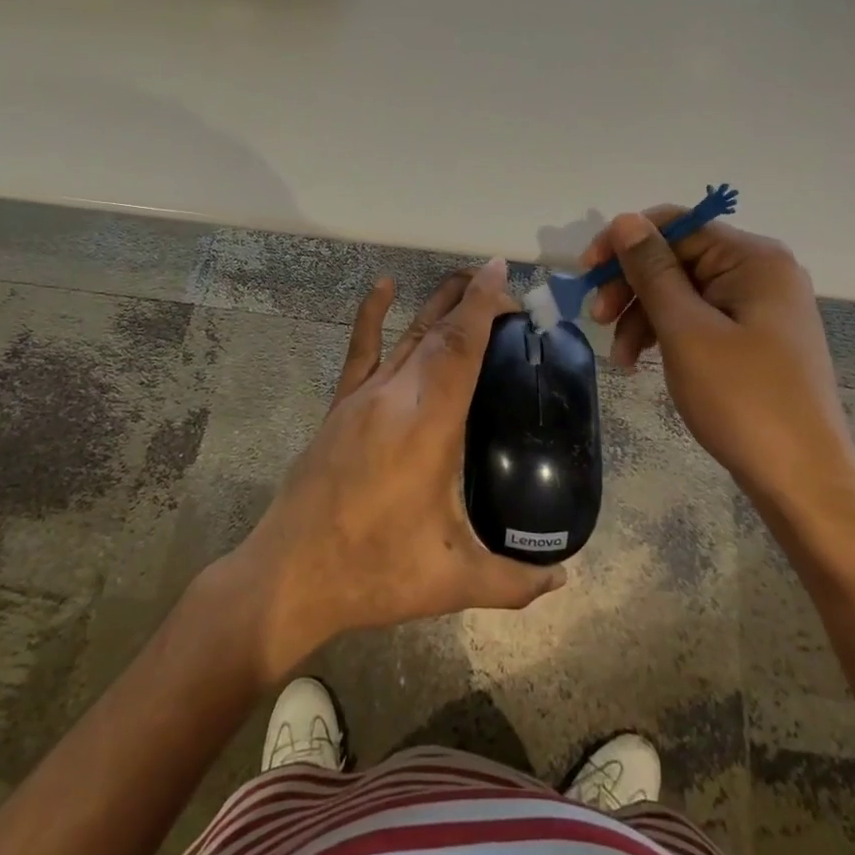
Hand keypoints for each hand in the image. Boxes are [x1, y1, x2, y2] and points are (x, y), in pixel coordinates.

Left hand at [227, 258, 565, 676]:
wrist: (290, 577)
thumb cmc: (374, 573)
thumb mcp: (452, 582)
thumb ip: (514, 581)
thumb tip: (564, 579)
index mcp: (428, 425)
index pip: (461, 347)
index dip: (483, 305)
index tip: (501, 272)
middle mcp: (396, 396)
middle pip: (439, 332)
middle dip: (472, 301)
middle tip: (506, 293)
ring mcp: (363, 398)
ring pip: (407, 335)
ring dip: (438, 304)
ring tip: (466, 281)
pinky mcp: (340, 407)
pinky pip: (360, 350)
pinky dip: (371, 314)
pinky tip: (382, 287)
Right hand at [578, 210, 854, 500]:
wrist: (802, 481)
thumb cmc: (743, 400)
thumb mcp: (686, 330)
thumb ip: (652, 270)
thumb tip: (624, 220)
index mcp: (753, 259)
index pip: (676, 225)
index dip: (624, 243)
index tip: (586, 275)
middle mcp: (760, 272)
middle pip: (677, 258)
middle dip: (632, 286)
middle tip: (596, 320)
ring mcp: (759, 307)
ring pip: (683, 292)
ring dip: (642, 316)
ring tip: (619, 358)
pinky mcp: (754, 338)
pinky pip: (698, 319)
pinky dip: (666, 335)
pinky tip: (642, 362)